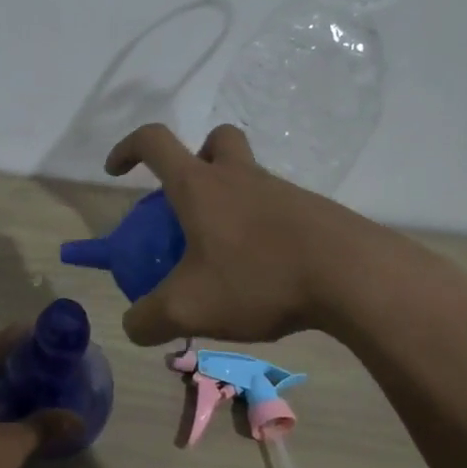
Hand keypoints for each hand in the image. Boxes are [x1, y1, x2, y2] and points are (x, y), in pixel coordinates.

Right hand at [105, 123, 368, 345]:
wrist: (351, 275)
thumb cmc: (257, 277)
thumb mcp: (189, 308)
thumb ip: (148, 319)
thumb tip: (133, 326)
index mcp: (200, 185)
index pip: (154, 142)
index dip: (128, 148)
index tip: (115, 171)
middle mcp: (239, 177)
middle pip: (215, 142)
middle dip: (195, 160)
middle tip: (187, 204)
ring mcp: (280, 191)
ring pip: (248, 178)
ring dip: (230, 203)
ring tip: (224, 262)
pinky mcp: (312, 212)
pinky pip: (276, 209)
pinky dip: (260, 231)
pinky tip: (264, 276)